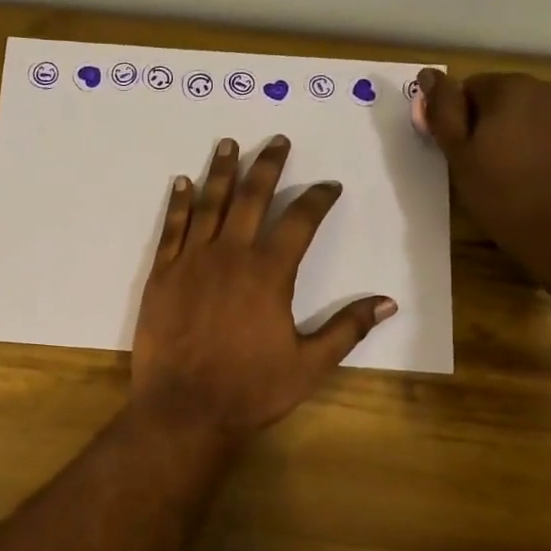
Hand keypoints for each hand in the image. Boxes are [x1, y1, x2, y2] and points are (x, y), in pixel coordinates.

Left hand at [132, 135, 395, 442]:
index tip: (329, 186)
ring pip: (209, 204)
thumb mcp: (309, 365)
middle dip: (267, 165)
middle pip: (252, 197)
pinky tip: (182, 183)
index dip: (318, 198)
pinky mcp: (161, 275)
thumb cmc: (250, 390)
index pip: (301, 221)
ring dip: (221, 172)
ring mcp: (191, 262)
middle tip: (277, 140)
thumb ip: (347, 329)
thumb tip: (389, 302)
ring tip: (228, 144)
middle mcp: (230, 255)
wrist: (184, 410)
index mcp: (269, 273)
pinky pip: (171, 228)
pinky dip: (178, 203)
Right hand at [418, 68, 550, 278]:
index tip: (462, 154)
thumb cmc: (503, 195)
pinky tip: (539, 173)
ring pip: (530, 111)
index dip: (460, 121)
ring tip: (513, 171)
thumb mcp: (460, 156)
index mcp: (509, 87)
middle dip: (490, 123)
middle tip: (483, 166)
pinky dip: (542, 142)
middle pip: (503, 96)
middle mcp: (546, 85)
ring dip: (517, 131)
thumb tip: (428, 74)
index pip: (469, 88)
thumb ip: (443, 111)